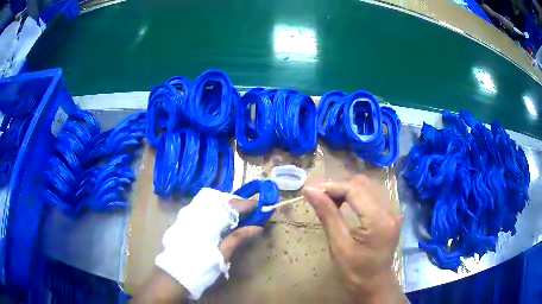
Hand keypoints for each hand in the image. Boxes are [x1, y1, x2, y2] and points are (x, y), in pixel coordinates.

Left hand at [135, 197, 261, 302]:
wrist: (175, 273)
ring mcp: (188, 213)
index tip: (259, 206)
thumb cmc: (201, 266)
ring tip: (235, 214)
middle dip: (236, 202)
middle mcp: (198, 212)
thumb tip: (257, 227)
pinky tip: (218, 217)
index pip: (232, 206)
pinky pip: (201, 205)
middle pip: (220, 199)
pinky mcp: (183, 218)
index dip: (247, 205)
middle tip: (248, 211)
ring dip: (224, 204)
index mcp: (209, 221)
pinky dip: (213, 208)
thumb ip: (238, 238)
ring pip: (210, 200)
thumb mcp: (222, 254)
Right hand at [303, 175, 406, 302]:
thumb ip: (327, 215)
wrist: (375, 284)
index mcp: (378, 220)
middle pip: (362, 184)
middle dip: (338, 187)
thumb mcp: (338, 246)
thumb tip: (310, 191)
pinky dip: (356, 196)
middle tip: (319, 197)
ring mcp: (393, 211)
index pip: (354, 189)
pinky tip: (345, 205)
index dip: (332, 187)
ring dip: (346, 190)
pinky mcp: (391, 214)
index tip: (311, 192)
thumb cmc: (355, 271)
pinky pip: (372, 195)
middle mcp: (389, 210)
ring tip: (329, 201)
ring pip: (367, 187)